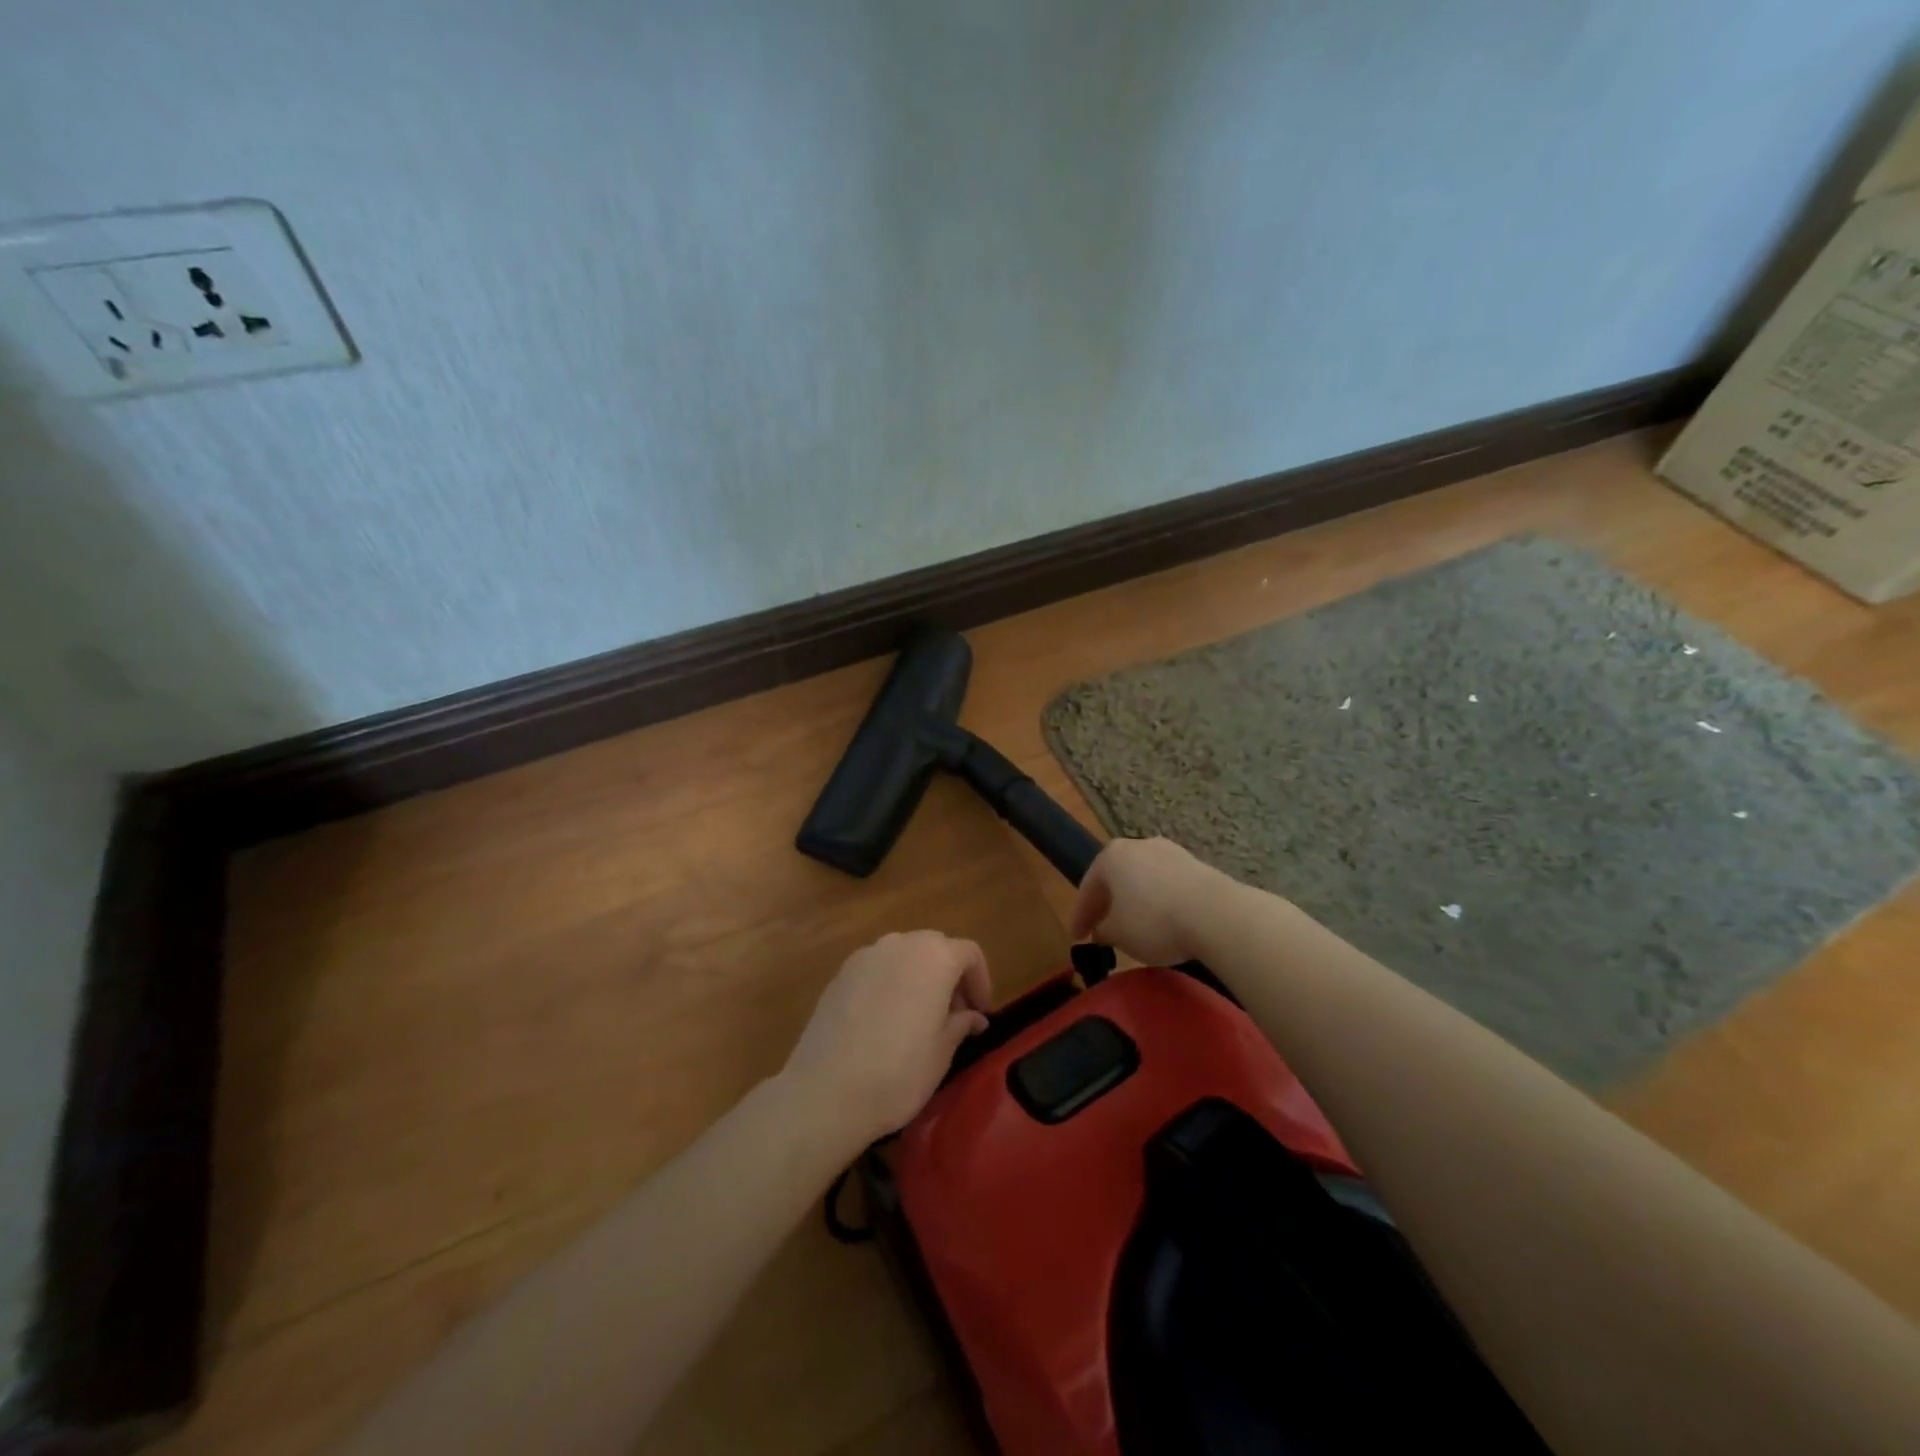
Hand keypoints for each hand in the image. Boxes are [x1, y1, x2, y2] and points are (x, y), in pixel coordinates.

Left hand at [783, 931, 991, 1143]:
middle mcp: (900, 944)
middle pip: (935, 947)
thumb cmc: (898, 1072)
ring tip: (919, 1018)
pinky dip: (890, 984)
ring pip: (904, 955)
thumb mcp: (942, 1052)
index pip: (969, 953)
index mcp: (934, 956)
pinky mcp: (840, 974)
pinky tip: (885, 1021)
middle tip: (954, 1015)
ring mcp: (865, 956)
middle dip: (950, 976)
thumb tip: (972, 1016)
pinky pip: (876, 969)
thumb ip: (960, 1024)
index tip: (981, 1014)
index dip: (981, 982)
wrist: (825, 1091)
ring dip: (919, 977)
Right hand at [1071, 837, 1223, 965]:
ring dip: (1136, 902)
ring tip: (1135, 928)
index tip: (1077, 938)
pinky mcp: (1196, 864)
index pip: (1087, 888)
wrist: (1216, 913)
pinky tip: (1164, 921)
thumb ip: (1103, 930)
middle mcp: (1137, 845)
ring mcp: (1170, 851)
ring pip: (1143, 879)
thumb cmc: (1154, 921)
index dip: (1080, 917)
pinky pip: (1167, 884)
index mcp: (1110, 856)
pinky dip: (1160, 902)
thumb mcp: (1118, 933)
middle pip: (1116, 878)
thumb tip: (1102, 930)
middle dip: (1108, 904)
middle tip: (1102, 930)